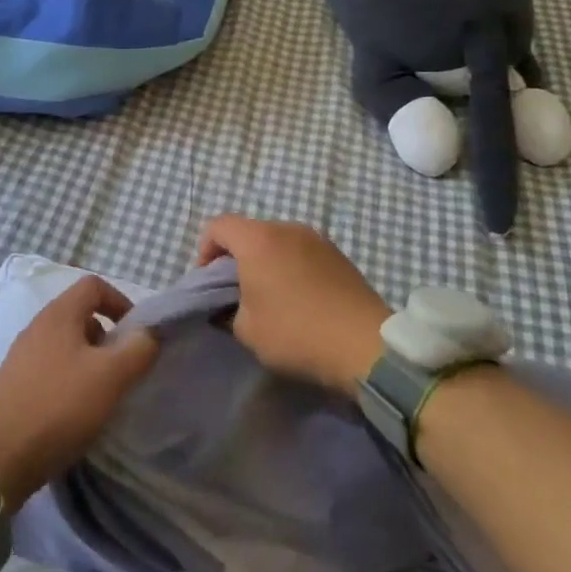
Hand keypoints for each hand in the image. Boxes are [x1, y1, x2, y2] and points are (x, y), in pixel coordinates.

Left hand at [0, 277, 157, 506]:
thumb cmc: (59, 407)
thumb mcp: (110, 376)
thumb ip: (138, 349)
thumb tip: (150, 332)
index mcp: (58, 314)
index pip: (94, 285)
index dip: (121, 301)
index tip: (137, 333)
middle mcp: (37, 327)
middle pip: (80, 315)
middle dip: (107, 337)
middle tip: (123, 368)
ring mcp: (21, 356)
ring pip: (66, 345)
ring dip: (90, 362)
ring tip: (103, 395)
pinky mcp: (14, 385)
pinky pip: (51, 369)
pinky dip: (70, 381)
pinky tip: (76, 413)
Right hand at [196, 216, 389, 393]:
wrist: (365, 345)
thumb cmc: (296, 332)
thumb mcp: (247, 330)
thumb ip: (228, 310)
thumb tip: (231, 305)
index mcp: (258, 239)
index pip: (218, 226)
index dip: (205, 251)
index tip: (209, 283)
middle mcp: (287, 228)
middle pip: (249, 231)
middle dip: (237, 258)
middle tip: (238, 293)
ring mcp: (317, 238)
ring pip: (278, 241)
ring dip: (267, 262)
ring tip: (271, 297)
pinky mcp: (339, 254)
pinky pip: (302, 252)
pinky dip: (292, 267)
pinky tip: (301, 299)